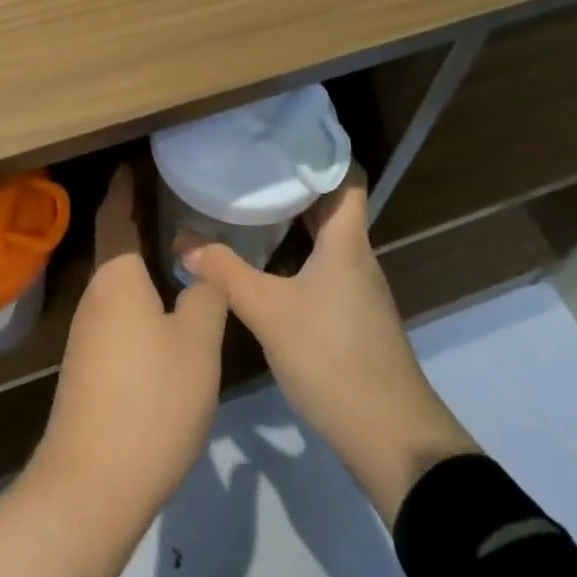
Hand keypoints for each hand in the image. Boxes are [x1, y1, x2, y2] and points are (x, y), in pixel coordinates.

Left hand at [36, 163, 227, 512]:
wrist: (91, 486)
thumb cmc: (149, 400)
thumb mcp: (196, 344)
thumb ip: (205, 297)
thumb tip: (201, 270)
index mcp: (117, 278)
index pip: (116, 215)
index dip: (125, 186)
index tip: (135, 161)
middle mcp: (95, 296)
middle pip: (117, 247)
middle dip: (139, 221)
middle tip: (175, 200)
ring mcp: (87, 335)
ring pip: (118, 284)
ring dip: (142, 264)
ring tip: (178, 251)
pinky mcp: (89, 368)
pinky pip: (118, 314)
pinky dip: (140, 298)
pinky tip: (165, 313)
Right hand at [184, 171, 479, 525]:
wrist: (393, 441)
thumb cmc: (335, 359)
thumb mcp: (270, 313)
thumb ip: (225, 273)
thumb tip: (183, 240)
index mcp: (346, 243)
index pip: (347, 178)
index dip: (322, 151)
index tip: (283, 135)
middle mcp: (356, 258)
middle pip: (330, 205)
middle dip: (294, 183)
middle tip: (251, 164)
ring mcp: (357, 291)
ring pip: (325, 239)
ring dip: (293, 220)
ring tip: (250, 204)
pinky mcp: (352, 319)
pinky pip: (322, 267)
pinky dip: (295, 254)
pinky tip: (264, 263)